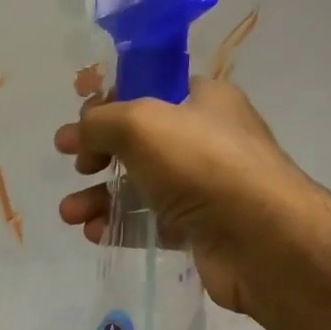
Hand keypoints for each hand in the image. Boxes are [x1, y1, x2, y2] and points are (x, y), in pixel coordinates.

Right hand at [54, 78, 317, 321]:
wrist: (261, 239)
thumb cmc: (201, 164)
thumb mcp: (139, 123)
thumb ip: (100, 122)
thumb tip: (78, 136)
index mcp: (202, 100)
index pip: (148, 90)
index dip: (108, 103)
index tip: (78, 124)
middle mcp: (205, 140)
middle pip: (138, 142)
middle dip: (97, 155)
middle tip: (75, 167)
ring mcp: (204, 187)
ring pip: (139, 186)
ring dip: (99, 198)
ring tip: (70, 213)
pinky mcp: (199, 229)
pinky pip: (150, 223)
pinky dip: (120, 226)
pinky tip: (94, 233)